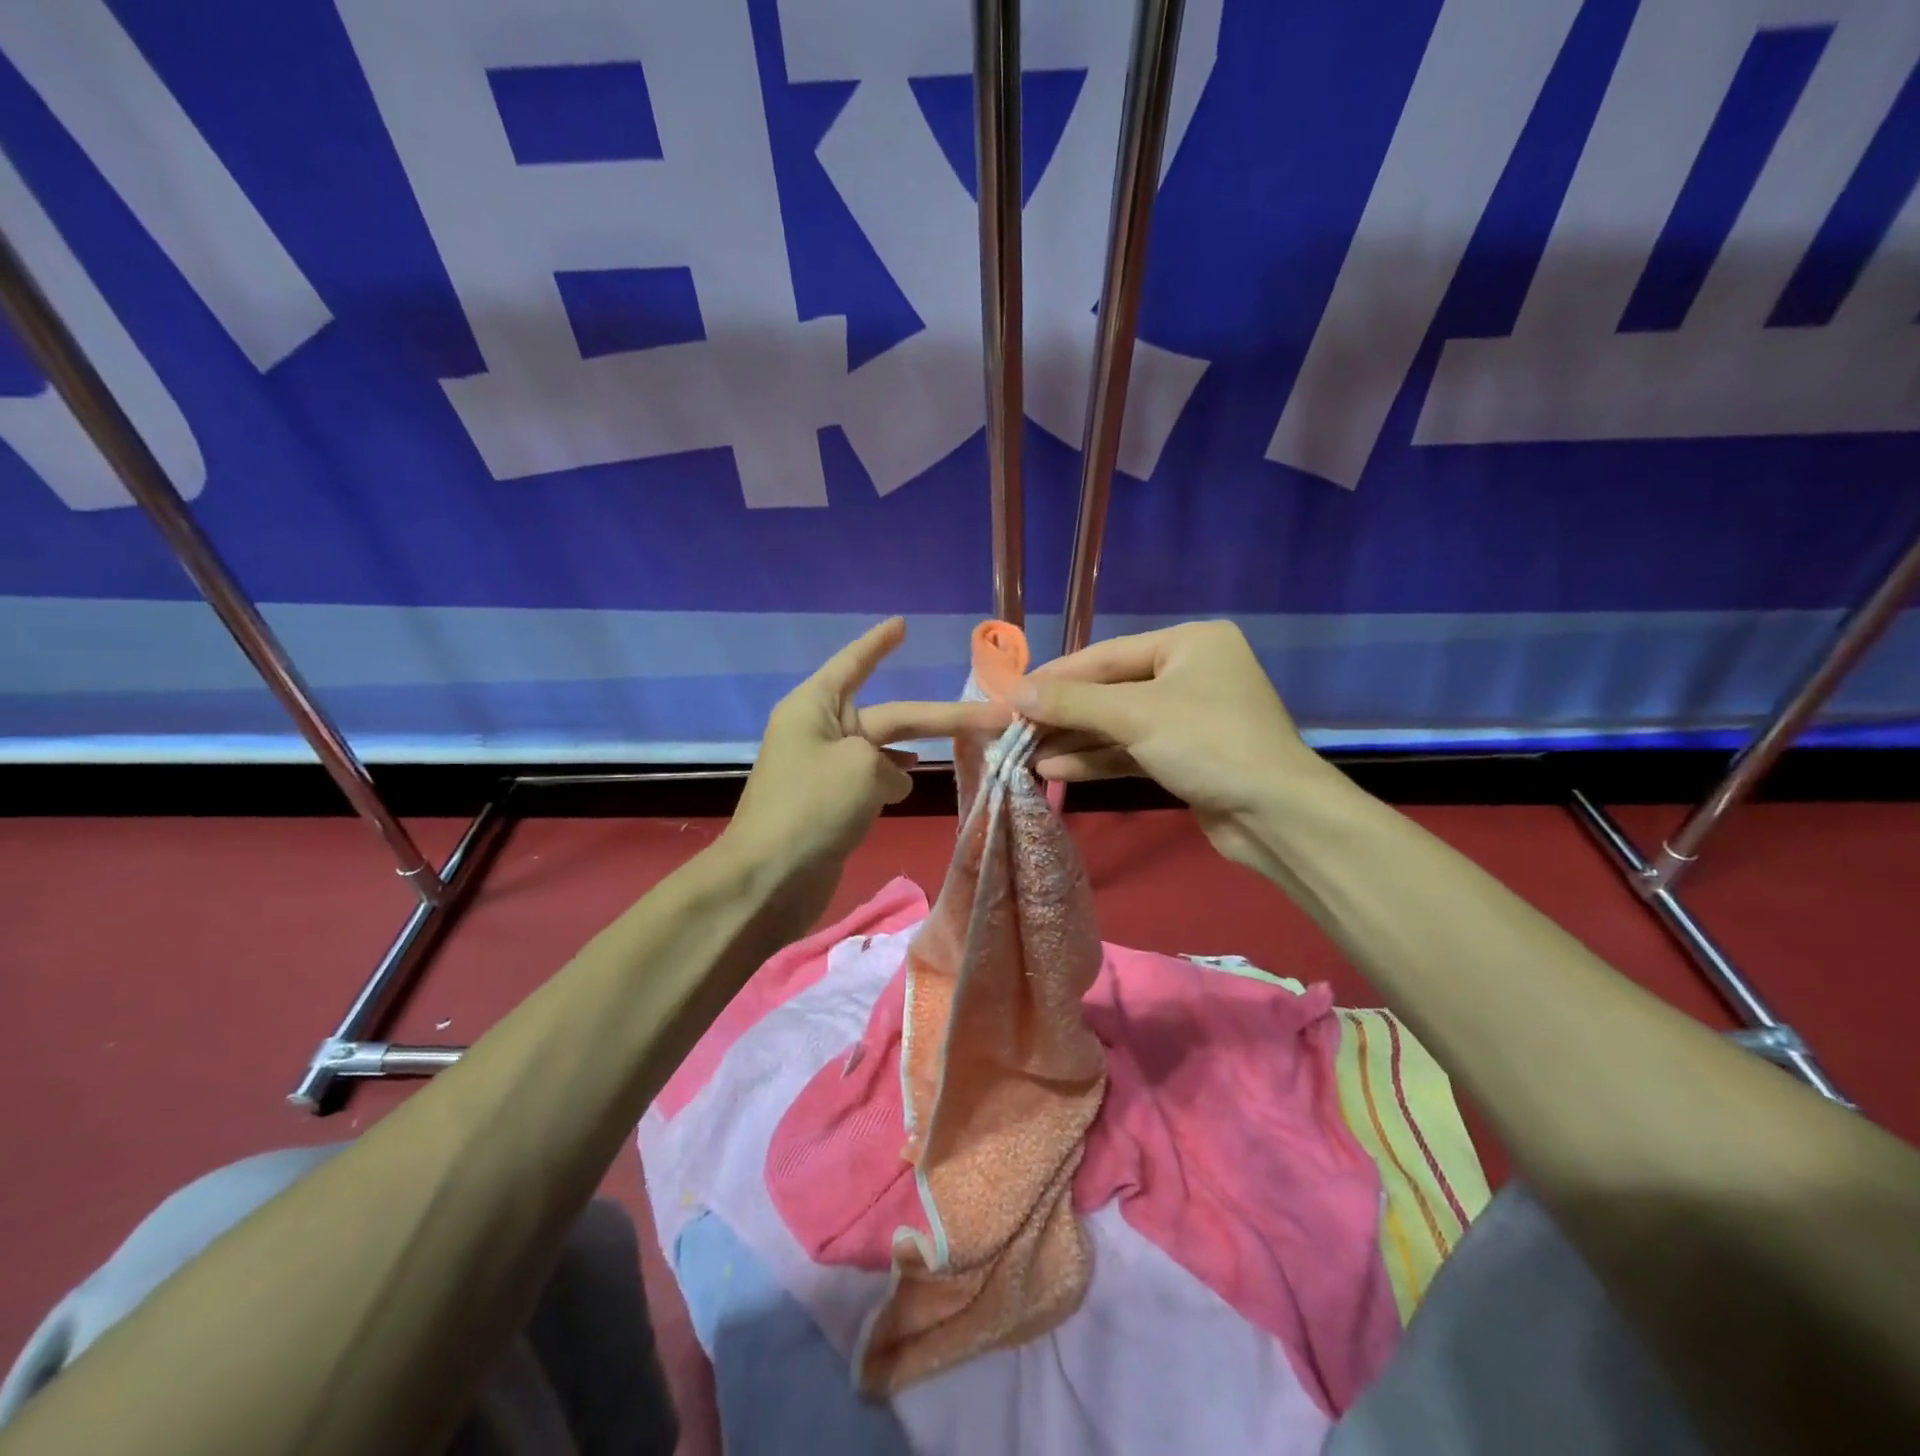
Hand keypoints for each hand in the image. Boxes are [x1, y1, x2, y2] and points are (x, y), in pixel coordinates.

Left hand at [723, 618, 1008, 929]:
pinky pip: (871, 779)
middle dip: (938, 717)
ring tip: (964, 749)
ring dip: (915, 750)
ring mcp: (825, 769)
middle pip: (890, 716)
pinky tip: (911, 784)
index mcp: (816, 706)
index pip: (854, 662)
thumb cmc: (811, 808)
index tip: (902, 624)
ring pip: (883, 750)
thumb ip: (890, 765)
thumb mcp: (862, 769)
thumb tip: (892, 780)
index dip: (880, 643)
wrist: (767, 880)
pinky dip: (893, 779)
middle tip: (992, 713)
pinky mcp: (831, 803)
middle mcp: (820, 730)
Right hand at [1013, 621, 1323, 867]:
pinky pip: (1132, 750)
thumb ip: (1072, 701)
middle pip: (1111, 691)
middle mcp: (1190, 673)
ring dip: (1074, 741)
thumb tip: (1014, 691)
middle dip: (1062, 714)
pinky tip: (1055, 771)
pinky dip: (1097, 759)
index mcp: (1190, 644)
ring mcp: (1190, 718)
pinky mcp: (1187, 757)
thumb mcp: (1134, 715)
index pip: (1107, 655)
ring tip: (1025, 754)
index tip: (1010, 691)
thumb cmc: (1208, 743)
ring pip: (1119, 724)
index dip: (1056, 675)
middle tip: (1013, 727)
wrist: (1276, 815)